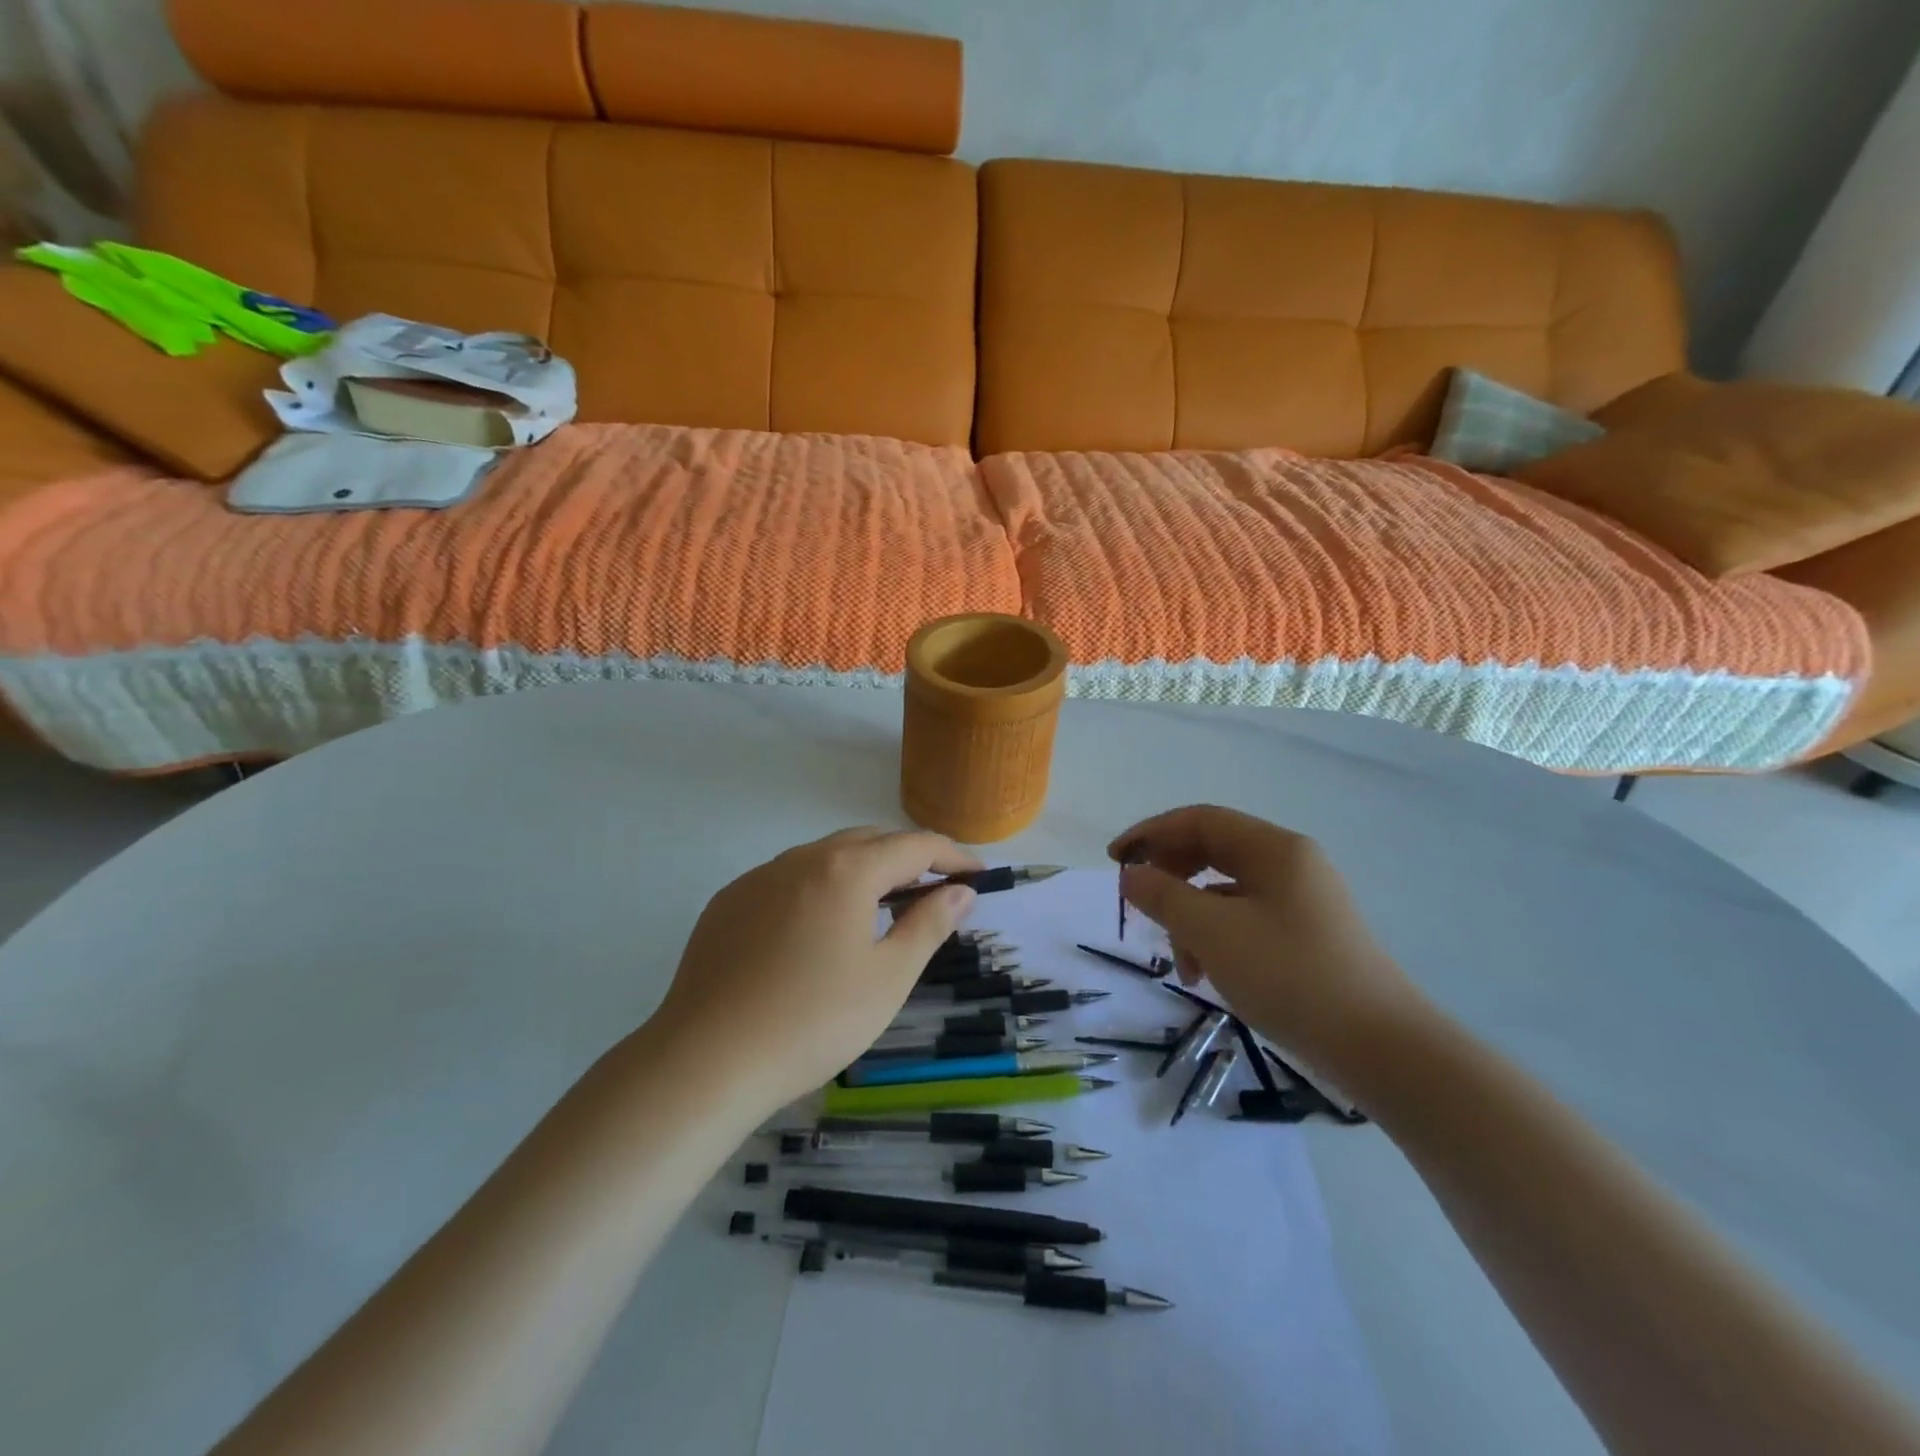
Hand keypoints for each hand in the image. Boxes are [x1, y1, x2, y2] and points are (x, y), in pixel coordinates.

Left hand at [651, 828, 981, 1109]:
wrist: (705, 1060)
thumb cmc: (813, 1021)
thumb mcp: (887, 978)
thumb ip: (928, 925)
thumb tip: (961, 891)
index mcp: (846, 870)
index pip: (914, 845)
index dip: (952, 855)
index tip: (977, 874)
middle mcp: (801, 859)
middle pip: (868, 841)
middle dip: (907, 858)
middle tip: (934, 890)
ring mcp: (758, 878)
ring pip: (824, 857)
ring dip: (861, 871)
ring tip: (879, 909)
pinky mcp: (728, 902)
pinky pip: (787, 880)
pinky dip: (818, 889)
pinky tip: (816, 931)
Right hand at [1111, 806, 1426, 1074]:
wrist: (1382, 1049)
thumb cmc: (1291, 977)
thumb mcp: (1213, 933)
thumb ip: (1164, 896)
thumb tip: (1131, 875)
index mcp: (1274, 848)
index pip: (1199, 820)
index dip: (1151, 833)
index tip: (1114, 860)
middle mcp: (1290, 864)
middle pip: (1212, 852)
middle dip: (1170, 878)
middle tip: (1140, 907)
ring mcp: (1302, 901)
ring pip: (1226, 891)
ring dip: (1192, 918)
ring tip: (1182, 964)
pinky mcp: (1307, 936)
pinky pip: (1246, 920)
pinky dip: (1217, 938)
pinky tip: (1209, 974)